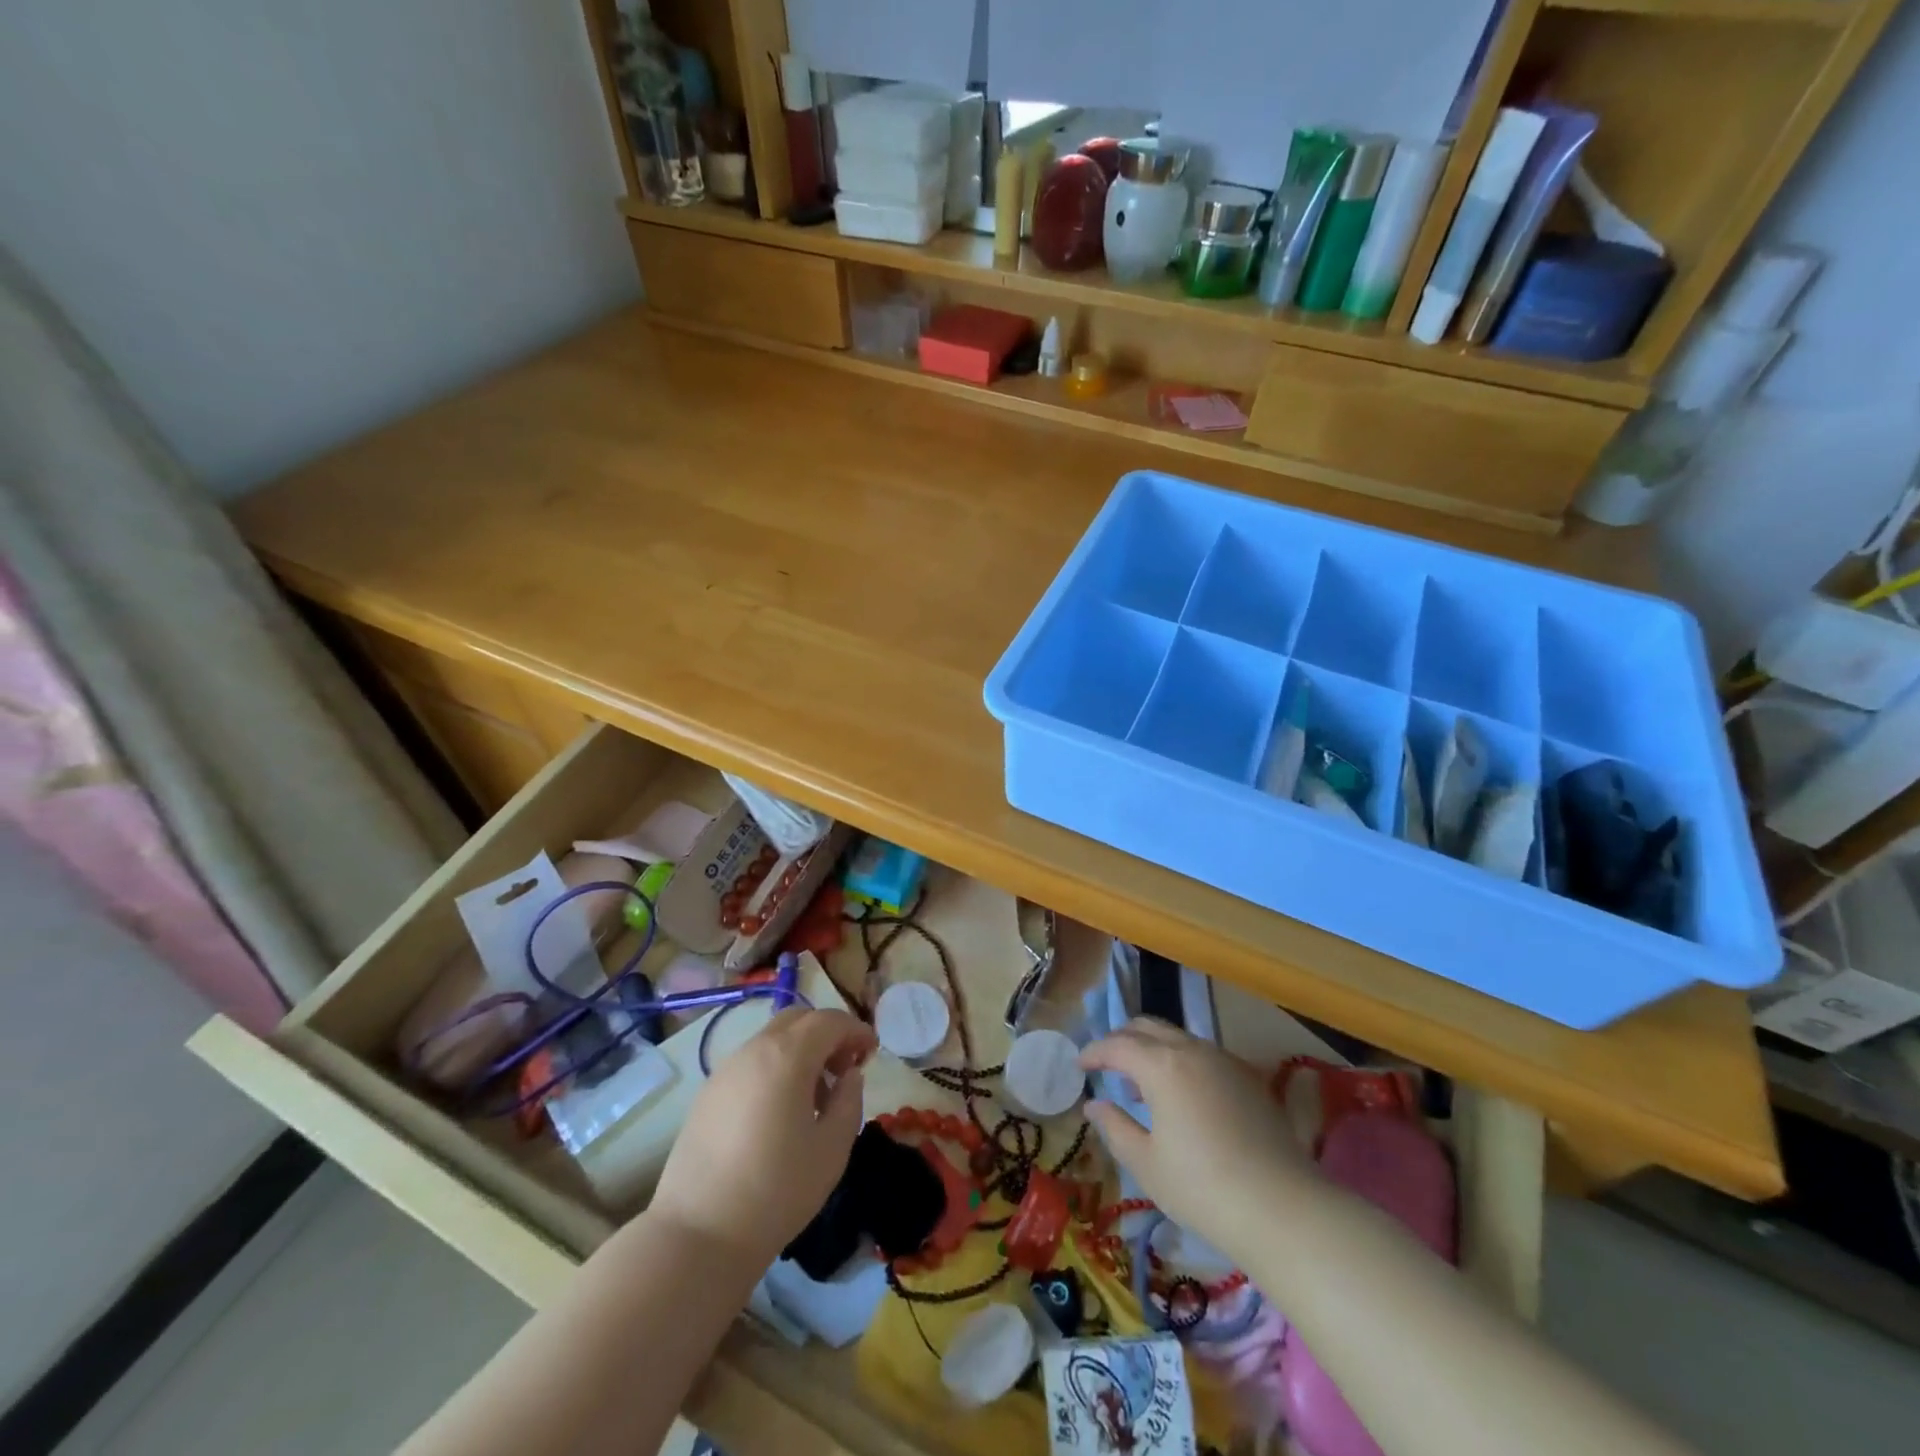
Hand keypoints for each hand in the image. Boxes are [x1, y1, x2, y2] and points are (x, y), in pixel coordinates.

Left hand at [649, 1006, 876, 1266]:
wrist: (699, 1234)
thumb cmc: (777, 1191)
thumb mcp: (832, 1149)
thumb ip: (849, 1101)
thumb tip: (849, 1076)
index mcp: (788, 1056)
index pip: (829, 1021)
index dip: (855, 1030)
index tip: (871, 1053)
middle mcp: (754, 1050)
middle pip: (798, 1019)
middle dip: (827, 1034)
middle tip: (844, 1069)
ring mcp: (726, 1070)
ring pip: (772, 1039)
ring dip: (801, 1052)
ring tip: (814, 1097)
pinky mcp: (708, 1093)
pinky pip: (751, 1062)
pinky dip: (775, 1068)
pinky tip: (780, 1112)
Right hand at [1080, 1018, 1315, 1264]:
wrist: (1282, 1208)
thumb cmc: (1202, 1188)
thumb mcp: (1146, 1163)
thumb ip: (1115, 1127)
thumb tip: (1094, 1105)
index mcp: (1162, 1066)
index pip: (1117, 1045)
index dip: (1094, 1052)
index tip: (1080, 1066)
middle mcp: (1193, 1050)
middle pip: (1148, 1027)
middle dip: (1122, 1039)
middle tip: (1106, 1064)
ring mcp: (1225, 1061)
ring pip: (1178, 1038)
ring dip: (1153, 1050)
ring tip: (1142, 1085)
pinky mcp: (1249, 1078)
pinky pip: (1204, 1055)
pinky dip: (1181, 1062)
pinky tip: (1182, 1097)